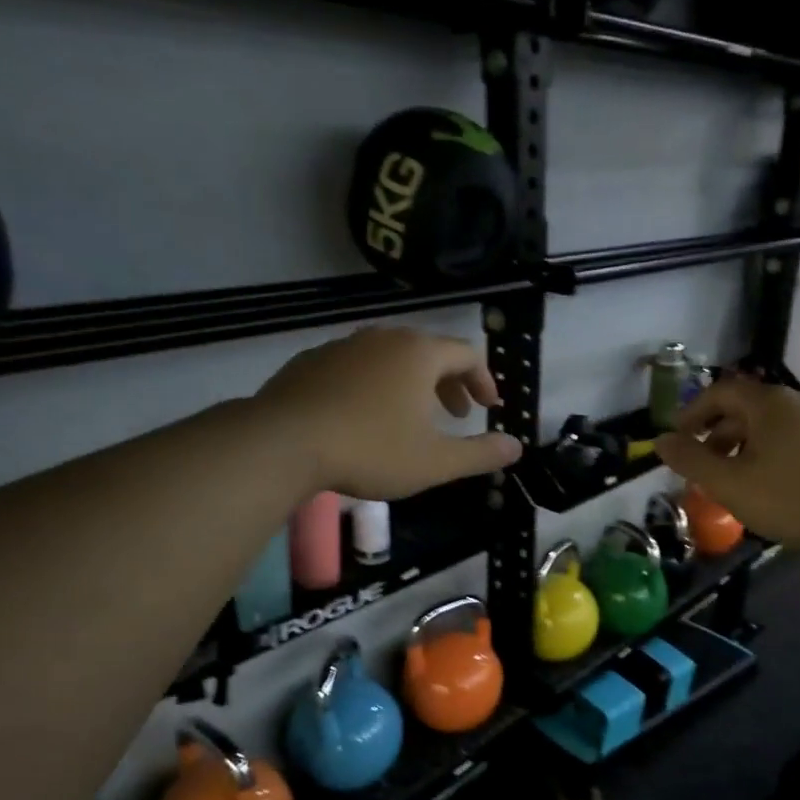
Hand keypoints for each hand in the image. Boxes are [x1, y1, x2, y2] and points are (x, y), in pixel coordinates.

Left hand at [255, 327, 522, 499]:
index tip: (489, 407)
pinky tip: (364, 417)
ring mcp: (343, 346)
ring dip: (411, 384)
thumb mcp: (435, 462)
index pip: (466, 354)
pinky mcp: (311, 361)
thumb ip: (480, 454)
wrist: (283, 442)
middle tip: (455, 415)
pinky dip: (374, 385)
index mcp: (419, 354)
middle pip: (429, 352)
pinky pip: (357, 367)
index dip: (484, 380)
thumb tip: (517, 448)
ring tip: (411, 418)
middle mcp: (383, 338)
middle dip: (449, 383)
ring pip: (390, 358)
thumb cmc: (371, 449)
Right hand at [654, 377, 799, 550]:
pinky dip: (775, 454)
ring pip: (774, 426)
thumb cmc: (792, 498)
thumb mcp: (729, 484)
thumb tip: (659, 440)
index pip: (720, 392)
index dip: (693, 412)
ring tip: (736, 479)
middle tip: (703, 465)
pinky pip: (797, 440)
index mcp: (768, 403)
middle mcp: (799, 400)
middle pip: (747, 408)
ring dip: (746, 446)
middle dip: (718, 434)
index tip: (678, 438)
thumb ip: (691, 460)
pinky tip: (776, 486)